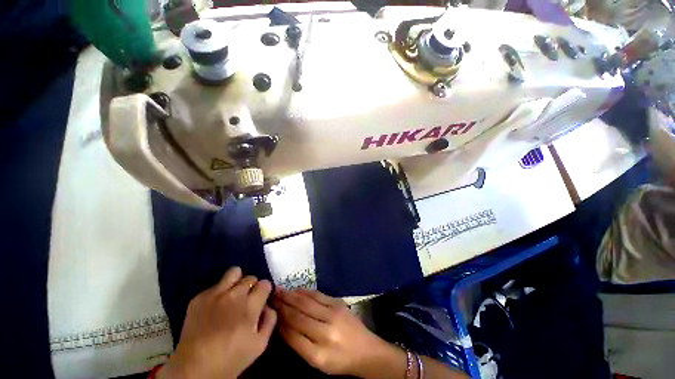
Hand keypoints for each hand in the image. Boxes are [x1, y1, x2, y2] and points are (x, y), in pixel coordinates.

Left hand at [159, 267, 276, 378]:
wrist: (194, 369)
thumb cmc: (231, 358)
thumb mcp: (260, 344)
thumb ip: (270, 319)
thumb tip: (268, 305)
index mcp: (250, 306)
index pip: (265, 283)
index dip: (264, 291)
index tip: (260, 300)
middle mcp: (234, 295)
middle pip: (251, 277)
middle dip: (252, 287)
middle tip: (246, 301)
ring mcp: (215, 294)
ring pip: (234, 272)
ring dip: (237, 281)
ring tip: (233, 294)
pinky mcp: (199, 297)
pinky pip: (215, 285)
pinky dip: (220, 291)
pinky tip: (216, 306)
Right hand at [272, 288, 402, 377]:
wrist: (366, 350)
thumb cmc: (340, 361)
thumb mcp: (318, 363)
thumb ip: (300, 345)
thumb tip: (283, 325)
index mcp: (318, 354)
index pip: (293, 334)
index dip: (280, 321)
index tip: (271, 311)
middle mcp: (325, 332)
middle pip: (299, 315)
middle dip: (283, 304)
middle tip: (272, 295)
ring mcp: (334, 314)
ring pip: (307, 303)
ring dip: (292, 296)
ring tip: (280, 290)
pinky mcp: (338, 303)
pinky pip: (318, 295)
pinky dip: (305, 292)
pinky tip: (297, 290)